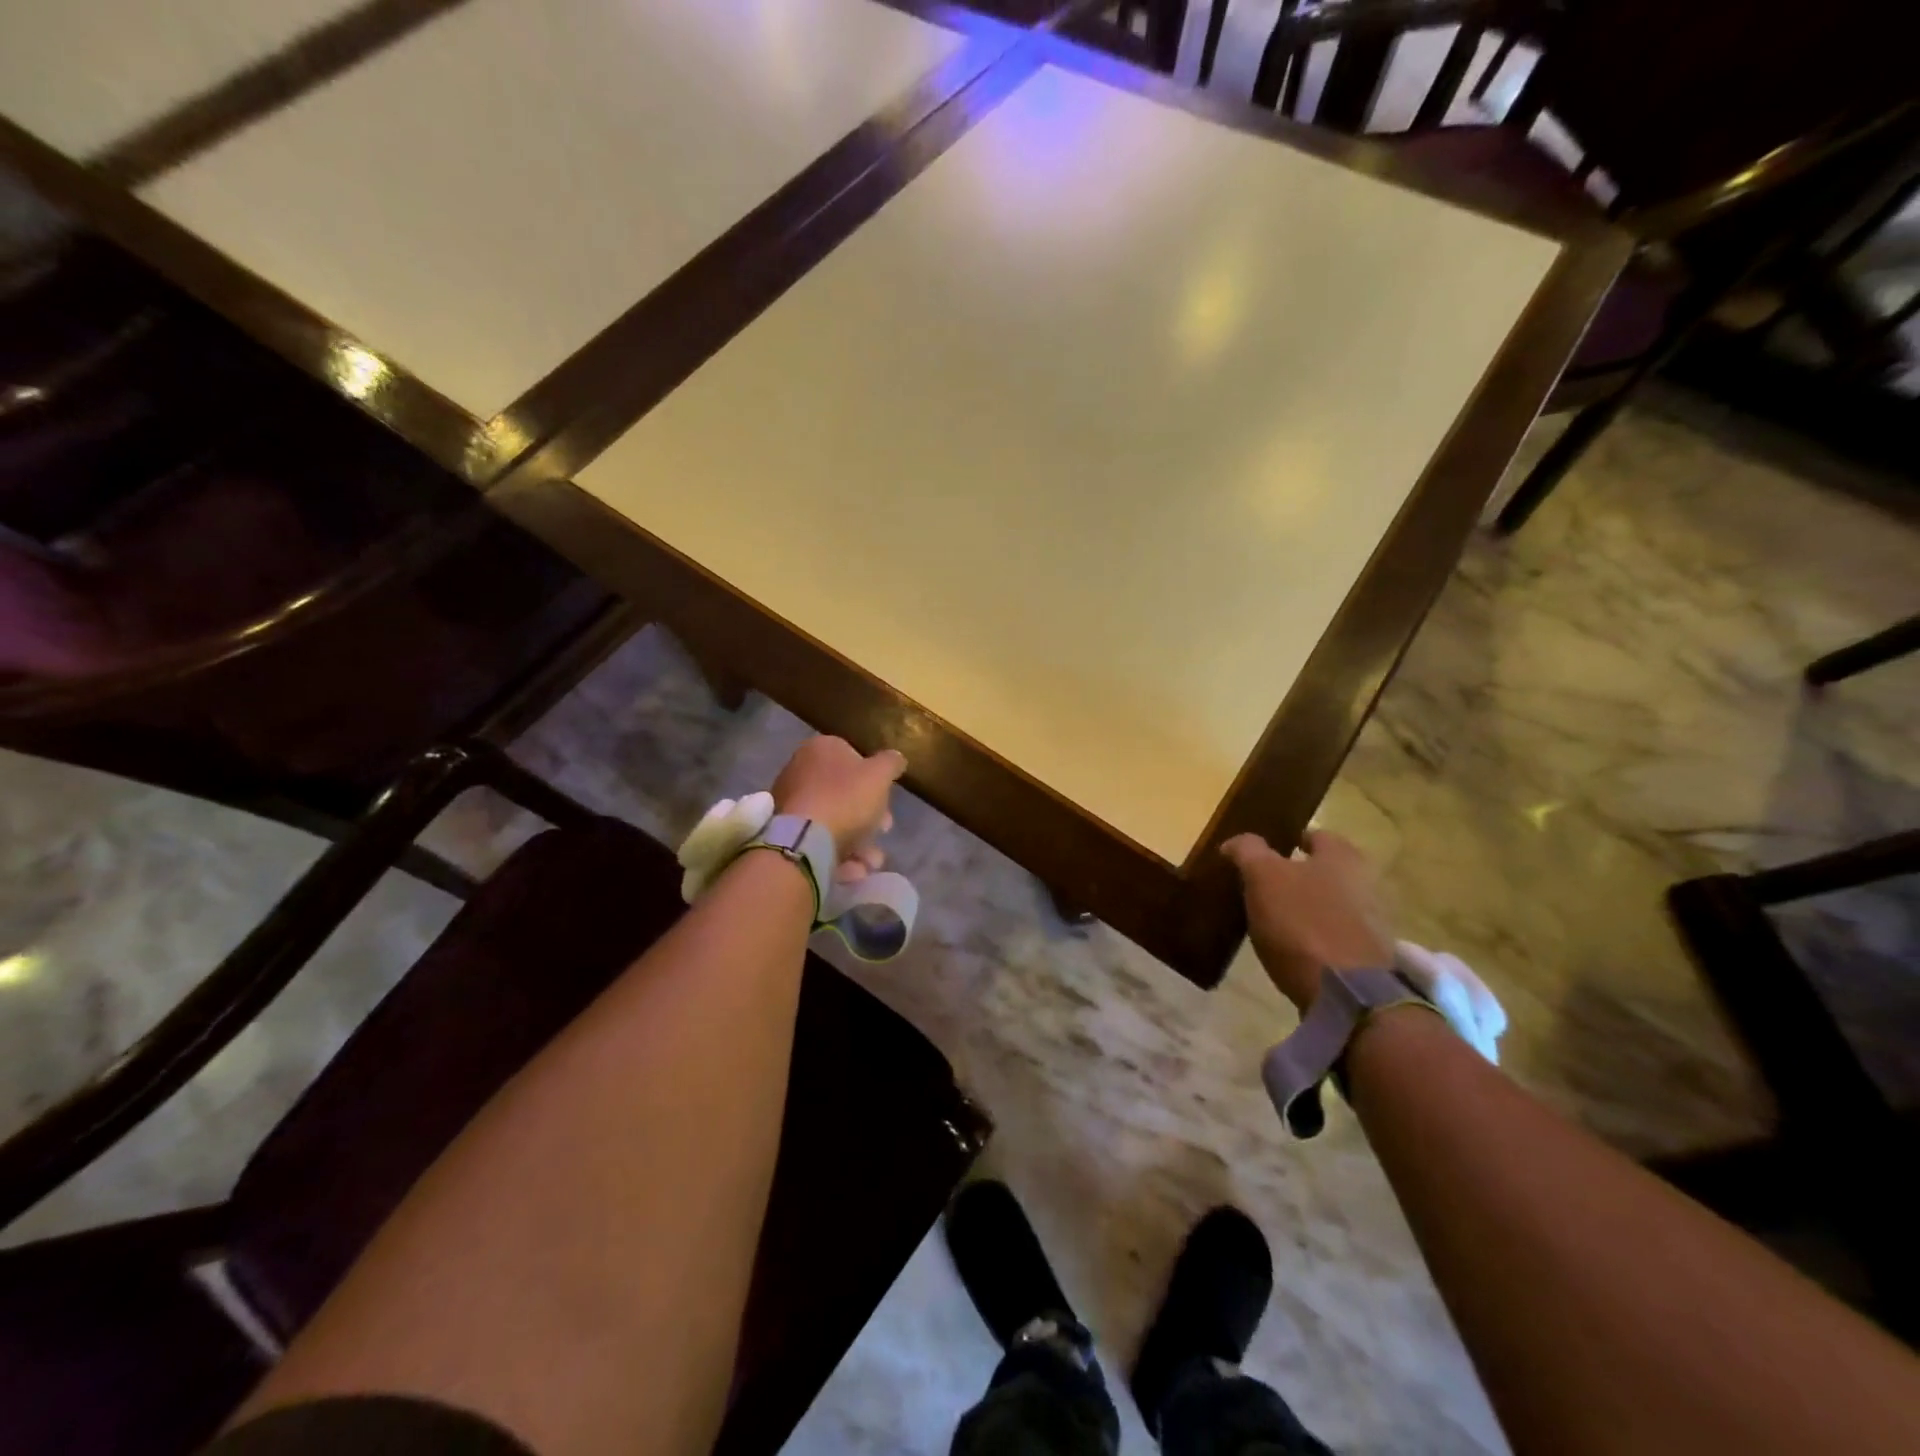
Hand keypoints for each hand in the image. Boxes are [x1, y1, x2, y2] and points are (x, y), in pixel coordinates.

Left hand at [772, 736, 906, 883]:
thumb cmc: (845, 799)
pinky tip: (855, 870)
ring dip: (858, 841)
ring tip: (873, 861)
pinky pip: (818, 840)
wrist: (804, 842)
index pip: (853, 757)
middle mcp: (799, 771)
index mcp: (820, 749)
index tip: (888, 799)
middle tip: (884, 829)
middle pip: (844, 792)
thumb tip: (895, 758)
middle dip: (869, 815)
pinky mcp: (784, 834)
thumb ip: (891, 763)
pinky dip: (838, 853)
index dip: (874, 779)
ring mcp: (789, 803)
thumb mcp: (880, 775)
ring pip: (833, 820)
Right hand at [1222, 830, 1395, 1011]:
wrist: (1346, 992)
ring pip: (1330, 904)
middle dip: (1298, 875)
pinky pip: (1333, 936)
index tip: (1263, 853)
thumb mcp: (1262, 876)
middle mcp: (1365, 882)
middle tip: (1262, 886)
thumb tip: (1234, 843)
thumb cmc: (1302, 921)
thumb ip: (1248, 851)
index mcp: (1342, 856)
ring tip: (1271, 920)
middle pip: (1325, 870)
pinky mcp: (1366, 957)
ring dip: (1306, 908)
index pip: (1315, 835)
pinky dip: (1314, 937)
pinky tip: (1291, 948)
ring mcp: (1370, 922)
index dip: (1288, 840)